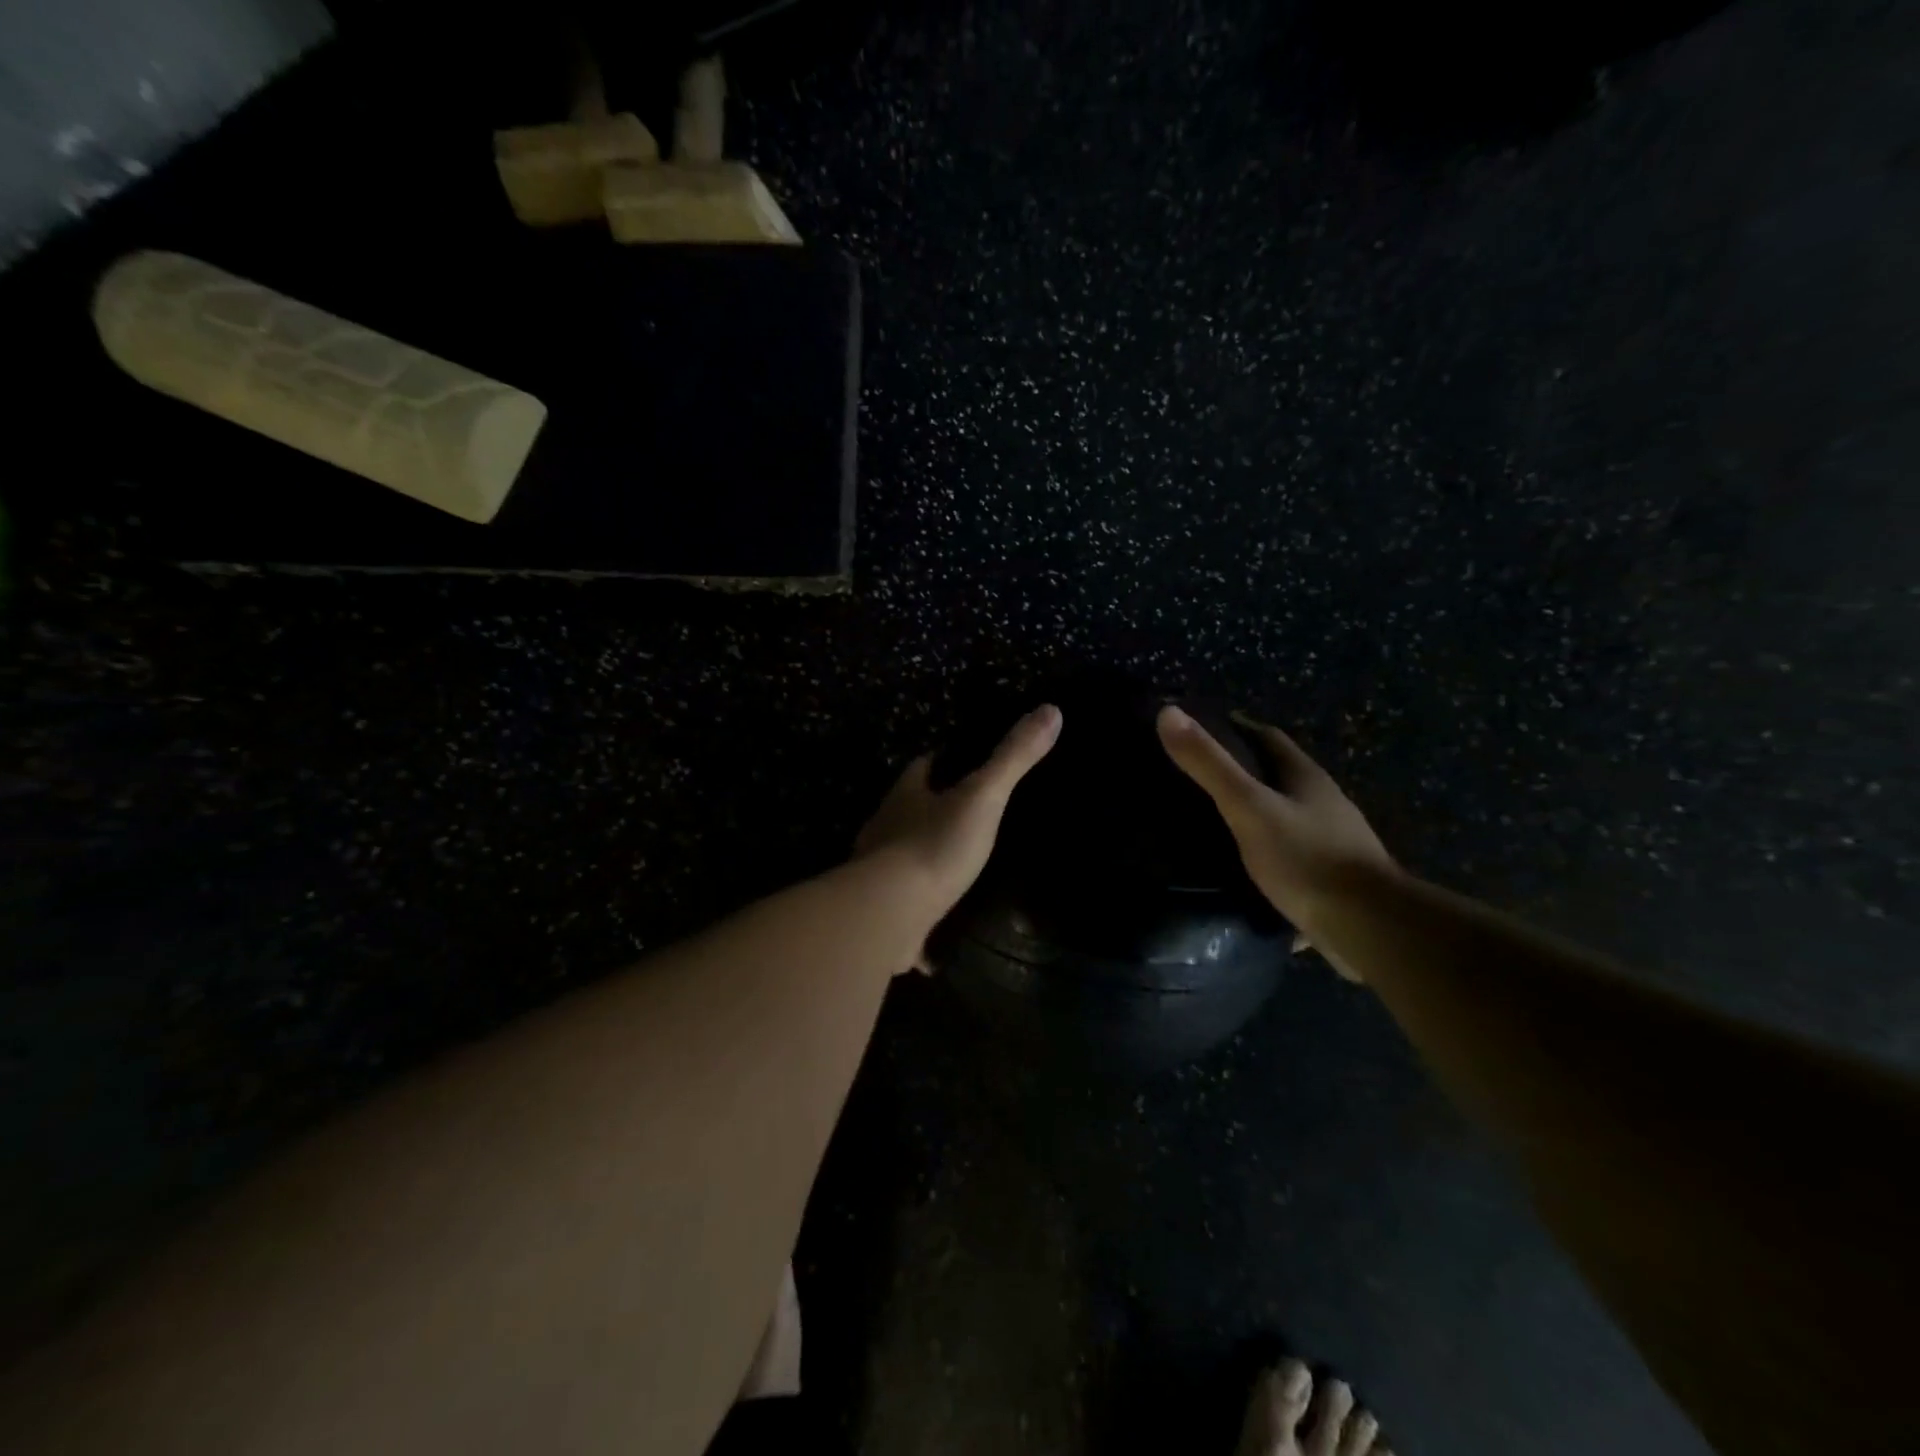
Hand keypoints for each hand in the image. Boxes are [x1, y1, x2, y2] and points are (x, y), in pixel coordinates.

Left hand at [855, 704, 1062, 929]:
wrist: (889, 914)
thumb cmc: (934, 845)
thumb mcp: (983, 797)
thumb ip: (1013, 758)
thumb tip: (1051, 710)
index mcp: (905, 797)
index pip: (921, 767)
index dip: (941, 761)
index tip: (962, 760)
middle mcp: (885, 830)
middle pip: (909, 812)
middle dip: (931, 812)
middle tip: (968, 818)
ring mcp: (879, 874)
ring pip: (903, 859)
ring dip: (924, 860)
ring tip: (960, 869)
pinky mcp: (883, 913)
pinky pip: (905, 911)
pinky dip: (921, 918)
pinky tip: (941, 935)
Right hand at [1156, 705, 1393, 967]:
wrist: (1370, 928)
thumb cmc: (1306, 858)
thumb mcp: (1249, 807)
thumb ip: (1210, 765)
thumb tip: (1168, 712)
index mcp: (1306, 778)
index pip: (1268, 738)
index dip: (1236, 728)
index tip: (1200, 731)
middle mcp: (1324, 804)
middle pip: (1279, 777)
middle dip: (1243, 774)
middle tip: (1196, 780)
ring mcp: (1333, 842)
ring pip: (1286, 818)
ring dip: (1256, 816)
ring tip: (1211, 826)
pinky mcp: (1332, 879)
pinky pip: (1292, 857)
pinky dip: (1266, 856)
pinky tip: (1242, 874)